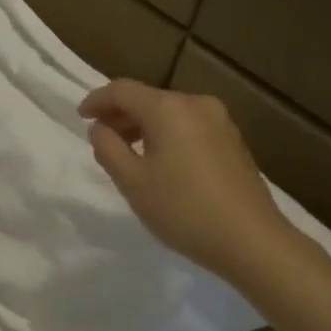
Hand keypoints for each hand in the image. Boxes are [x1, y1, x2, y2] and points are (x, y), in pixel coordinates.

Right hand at [79, 79, 303, 286]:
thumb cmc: (182, 209)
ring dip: (143, 126)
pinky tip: (159, 161)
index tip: (80, 117)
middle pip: (148, 99)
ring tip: (127, 153)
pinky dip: (166, 135)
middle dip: (120, 115)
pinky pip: (188, 126)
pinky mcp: (232, 141)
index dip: (96, 100)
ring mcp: (220, 122)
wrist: (251, 240)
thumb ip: (107, 148)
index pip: (122, 90)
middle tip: (100, 138)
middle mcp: (196, 105)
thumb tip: (101, 129)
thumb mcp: (131, 181)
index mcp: (168, 109)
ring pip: (169, 113)